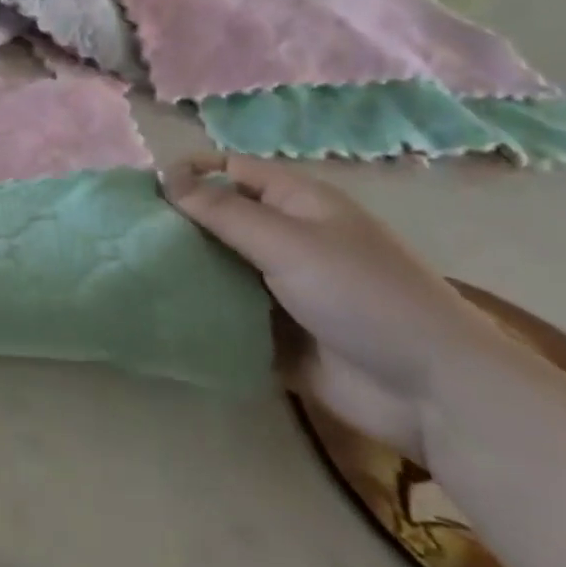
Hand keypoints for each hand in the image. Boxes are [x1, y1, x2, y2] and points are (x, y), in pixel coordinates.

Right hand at [161, 153, 493, 461]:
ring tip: (135, 273)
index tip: (143, 192)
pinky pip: (229, 315)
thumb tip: (164, 178)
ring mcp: (282, 288)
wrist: (436, 396)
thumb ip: (222, 211)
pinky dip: (203, 314)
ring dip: (187, 272)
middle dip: (178, 225)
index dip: (189, 172)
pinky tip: (164, 314)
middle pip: (219, 219)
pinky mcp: (278, 333)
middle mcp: (286, 238)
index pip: (230, 170)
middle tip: (129, 236)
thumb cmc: (364, 296)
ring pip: (220, 268)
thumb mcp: (288, 242)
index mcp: (296, 203)